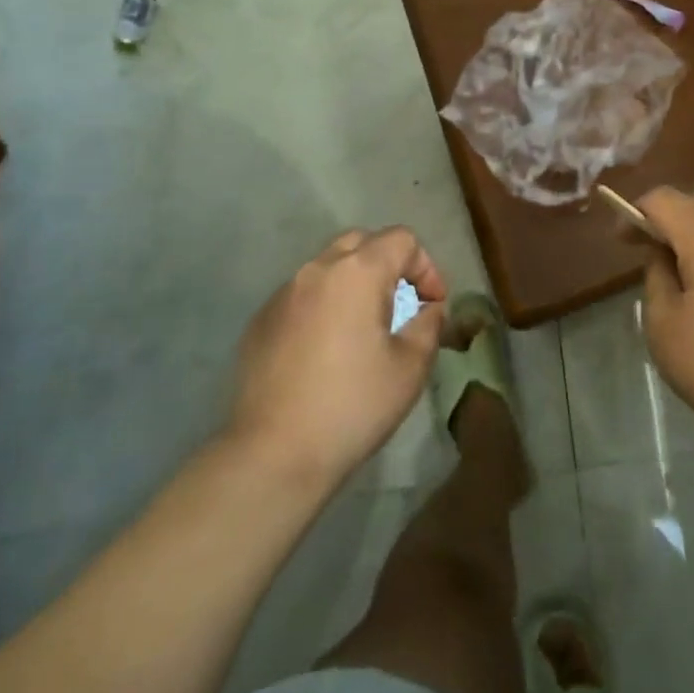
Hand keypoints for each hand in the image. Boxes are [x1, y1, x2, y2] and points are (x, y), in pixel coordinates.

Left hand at [228, 228, 446, 489]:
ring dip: (354, 283)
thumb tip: (429, 308)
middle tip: (401, 304)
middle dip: (389, 264)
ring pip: (328, 267)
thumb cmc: (353, 406)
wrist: (274, 453)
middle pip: (362, 242)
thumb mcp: (410, 367)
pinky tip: (326, 349)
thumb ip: (428, 325)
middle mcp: (318, 269)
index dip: (426, 266)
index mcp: (358, 272)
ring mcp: (284, 293)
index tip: (432, 305)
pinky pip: (302, 295)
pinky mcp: (261, 319)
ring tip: (364, 326)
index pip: (402, 239)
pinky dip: (323, 305)